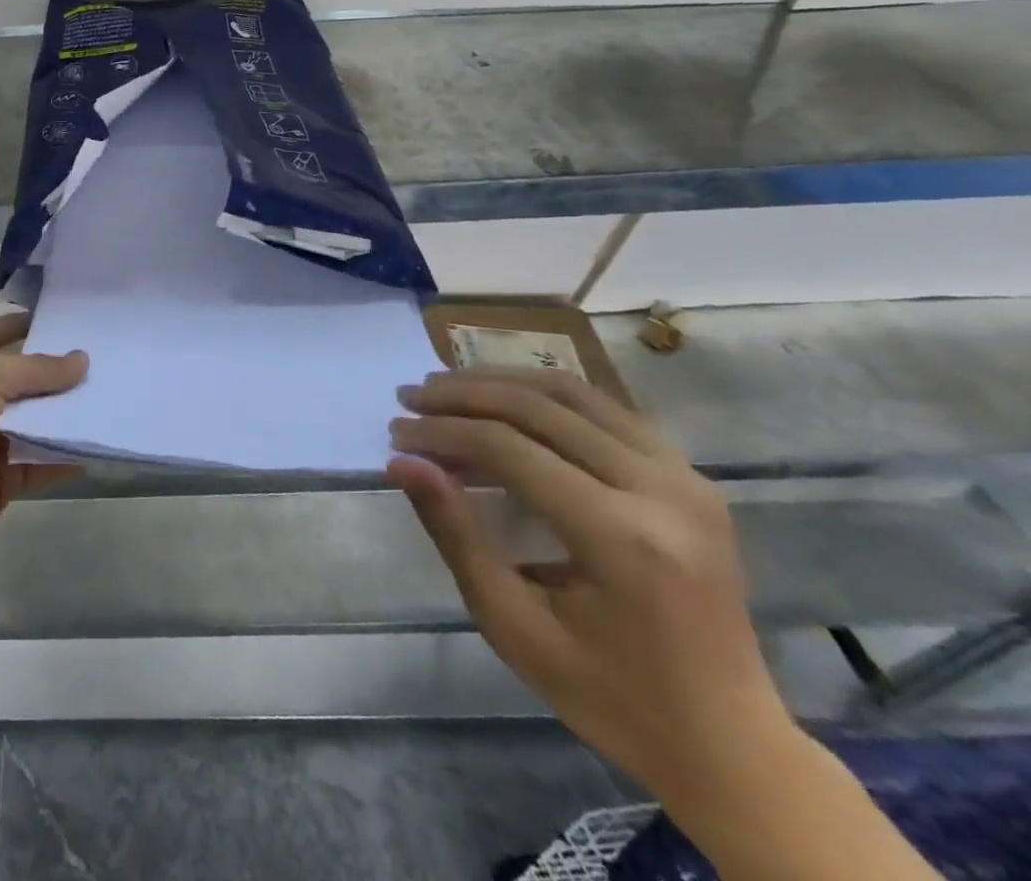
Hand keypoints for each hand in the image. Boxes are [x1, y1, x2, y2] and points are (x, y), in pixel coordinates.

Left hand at [0, 314, 86, 606]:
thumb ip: (34, 370)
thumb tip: (82, 359)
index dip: (31, 323)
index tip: (78, 317)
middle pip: (22, 379)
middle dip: (61, 372)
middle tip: (114, 359)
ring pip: (34, 421)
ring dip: (68, 414)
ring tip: (119, 397)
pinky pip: (37, 464)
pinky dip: (64, 456)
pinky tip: (100, 445)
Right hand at [388, 369, 794, 803]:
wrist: (731, 744)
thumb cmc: (610, 695)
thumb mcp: (515, 626)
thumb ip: (456, 535)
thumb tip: (403, 462)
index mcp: (623, 538)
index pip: (510, 448)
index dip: (443, 432)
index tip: (396, 433)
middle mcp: (662, 490)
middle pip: (540, 408)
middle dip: (463, 395)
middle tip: (410, 396)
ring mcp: (686, 477)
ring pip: (574, 393)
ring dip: (501, 382)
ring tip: (447, 387)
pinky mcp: (692, 476)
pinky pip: (606, 410)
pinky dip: (546, 395)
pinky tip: (507, 402)